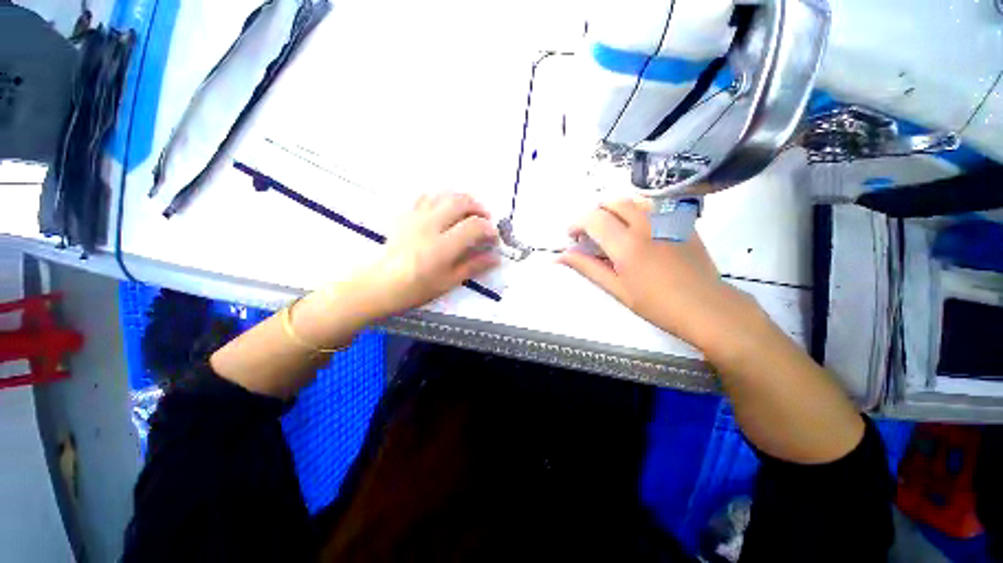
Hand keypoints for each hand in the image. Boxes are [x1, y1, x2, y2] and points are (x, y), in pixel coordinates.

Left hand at [352, 192, 499, 317]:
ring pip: (444, 194)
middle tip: (485, 220)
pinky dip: (442, 198)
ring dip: (462, 200)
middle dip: (479, 208)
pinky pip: (426, 196)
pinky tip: (445, 209)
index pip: (473, 226)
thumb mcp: (449, 282)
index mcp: (442, 246)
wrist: (381, 284)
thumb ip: (473, 266)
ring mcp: (416, 217)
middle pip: (461, 202)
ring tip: (469, 213)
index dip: (488, 229)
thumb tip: (495, 257)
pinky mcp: (406, 214)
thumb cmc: (416, 288)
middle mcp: (430, 225)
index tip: (493, 238)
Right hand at [558, 198, 758, 353]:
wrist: (706, 306)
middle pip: (610, 202)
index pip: (593, 218)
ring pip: (631, 199)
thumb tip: (560, 257)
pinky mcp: (681, 219)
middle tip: (591, 235)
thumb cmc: (656, 304)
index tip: (572, 237)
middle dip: (593, 214)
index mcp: (627, 245)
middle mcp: (645, 224)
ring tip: (612, 230)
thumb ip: (587, 267)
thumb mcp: (617, 289)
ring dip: (614, 210)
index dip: (576, 224)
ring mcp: (667, 218)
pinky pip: (652, 204)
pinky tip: (637, 230)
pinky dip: (635, 211)